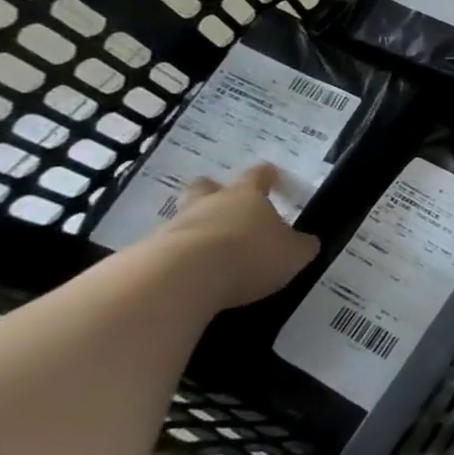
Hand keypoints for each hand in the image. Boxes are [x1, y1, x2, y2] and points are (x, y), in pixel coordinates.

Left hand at [151, 164, 319, 310]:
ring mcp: (173, 227)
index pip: (257, 176)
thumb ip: (300, 247)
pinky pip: (164, 250)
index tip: (271, 176)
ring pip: (182, 218)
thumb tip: (306, 243)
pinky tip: (185, 276)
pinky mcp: (147, 255)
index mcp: (247, 197)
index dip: (266, 176)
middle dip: (212, 191)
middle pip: (206, 187)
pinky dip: (175, 259)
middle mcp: (209, 204)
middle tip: (221, 203)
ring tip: (205, 250)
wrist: (181, 278)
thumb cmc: (249, 256)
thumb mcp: (292, 254)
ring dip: (192, 228)